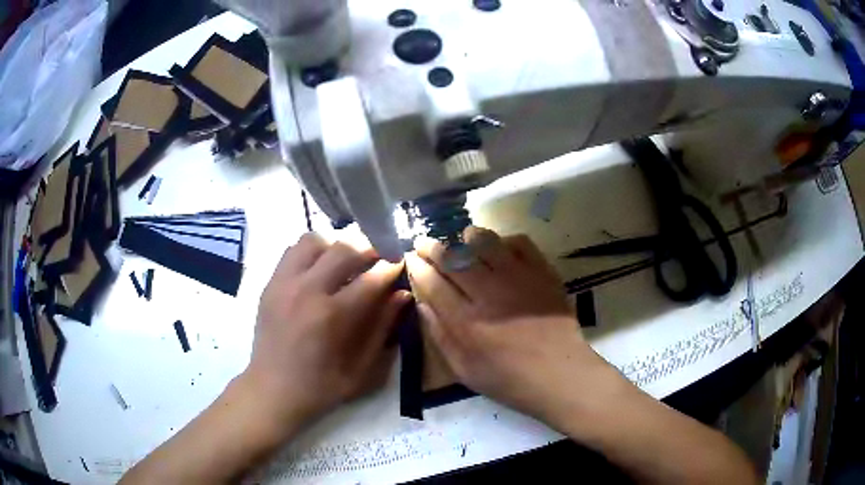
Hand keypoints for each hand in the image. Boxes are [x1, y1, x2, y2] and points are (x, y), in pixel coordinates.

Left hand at [245, 233, 409, 429]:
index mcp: (332, 317)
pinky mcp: (270, 283)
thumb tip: (402, 294)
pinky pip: (292, 250)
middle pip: (344, 248)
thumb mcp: (362, 369)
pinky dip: (311, 252)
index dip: (391, 267)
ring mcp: (284, 283)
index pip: (370, 279)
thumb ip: (382, 329)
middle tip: (378, 258)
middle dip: (368, 248)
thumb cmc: (321, 387)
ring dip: (335, 246)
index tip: (401, 263)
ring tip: (345, 261)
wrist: (272, 390)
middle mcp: (306, 290)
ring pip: (314, 240)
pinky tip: (319, 269)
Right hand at [406, 227, 611, 420]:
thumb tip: (422, 304)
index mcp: (465, 322)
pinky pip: (520, 243)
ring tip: (462, 239)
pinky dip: (505, 240)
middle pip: (453, 258)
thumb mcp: (464, 370)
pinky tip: (500, 249)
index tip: (410, 258)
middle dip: (433, 247)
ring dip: (467, 237)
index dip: (417, 267)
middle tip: (425, 243)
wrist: (559, 374)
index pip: (432, 283)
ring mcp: (518, 279)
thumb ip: (439, 336)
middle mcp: (488, 294)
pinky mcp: (542, 273)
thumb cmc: (508, 379)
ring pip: (485, 242)